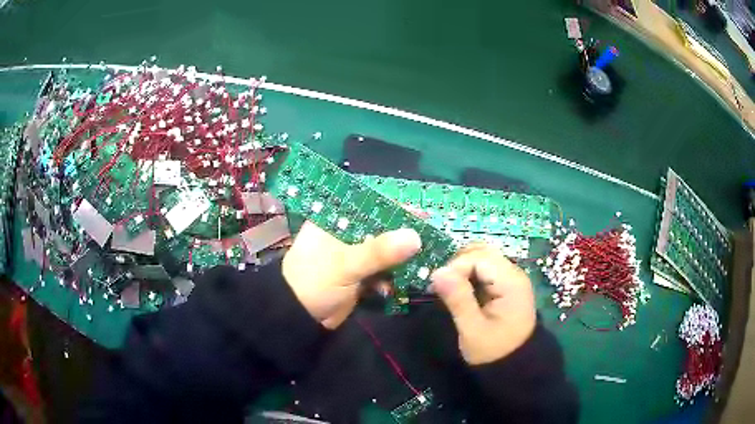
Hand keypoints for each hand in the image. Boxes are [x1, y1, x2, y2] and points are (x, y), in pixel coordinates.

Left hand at [282, 221, 420, 328]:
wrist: (299, 317)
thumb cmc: (314, 282)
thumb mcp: (345, 264)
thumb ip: (378, 251)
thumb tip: (415, 236)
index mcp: (334, 219)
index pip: (369, 205)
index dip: (395, 208)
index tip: (422, 215)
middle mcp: (345, 232)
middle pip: (381, 228)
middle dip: (403, 237)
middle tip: (430, 241)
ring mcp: (353, 254)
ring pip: (384, 251)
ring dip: (400, 259)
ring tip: (421, 265)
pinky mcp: (359, 274)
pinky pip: (382, 270)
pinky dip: (391, 277)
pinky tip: (396, 286)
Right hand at [431, 245, 535, 364]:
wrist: (517, 367)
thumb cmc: (494, 351)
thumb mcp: (473, 330)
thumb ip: (458, 299)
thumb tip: (437, 272)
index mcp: (510, 283)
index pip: (478, 258)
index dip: (455, 267)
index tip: (436, 287)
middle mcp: (514, 274)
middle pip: (482, 252)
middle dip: (458, 263)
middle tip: (442, 286)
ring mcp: (512, 279)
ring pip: (483, 258)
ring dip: (463, 267)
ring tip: (449, 288)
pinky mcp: (507, 286)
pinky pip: (486, 270)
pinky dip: (470, 274)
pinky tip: (461, 290)